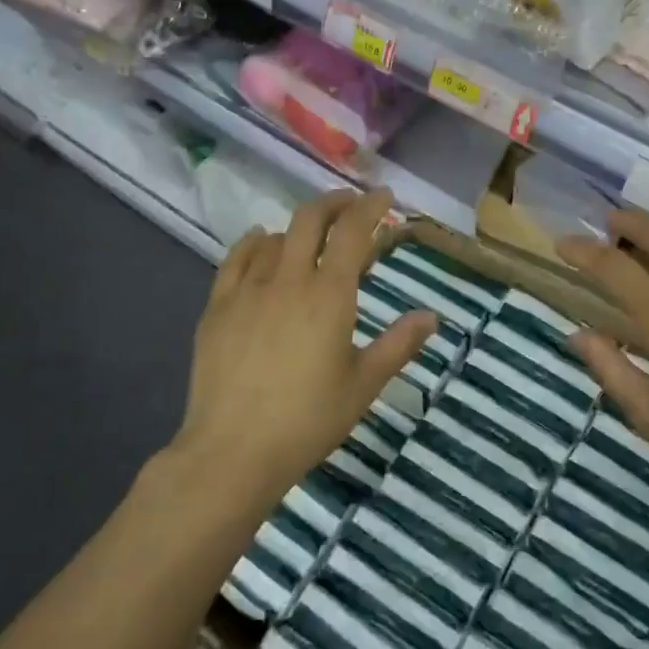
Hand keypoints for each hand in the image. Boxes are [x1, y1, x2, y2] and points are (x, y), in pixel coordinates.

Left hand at [173, 189, 434, 515]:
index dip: (370, 208)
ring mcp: (247, 290)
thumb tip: (431, 316)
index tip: (384, 197)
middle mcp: (288, 280)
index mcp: (329, 295)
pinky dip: (254, 243)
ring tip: (311, 236)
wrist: (233, 450)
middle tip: (351, 204)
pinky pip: (236, 258)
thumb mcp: (364, 384)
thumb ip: (399, 345)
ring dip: (298, 227)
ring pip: (274, 236)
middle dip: (334, 203)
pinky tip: (260, 243)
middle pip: (310, 219)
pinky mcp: (217, 306)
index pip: (353, 232)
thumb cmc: (308, 419)